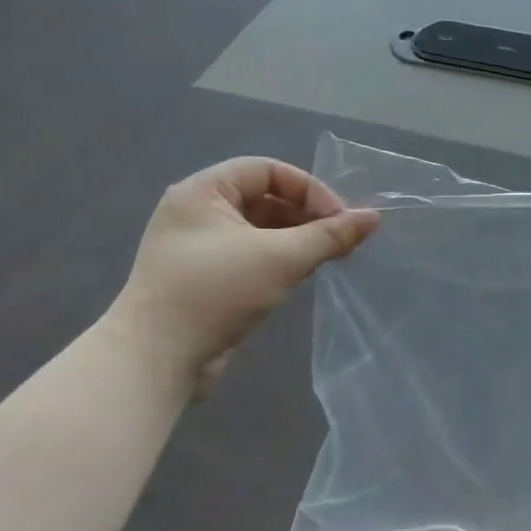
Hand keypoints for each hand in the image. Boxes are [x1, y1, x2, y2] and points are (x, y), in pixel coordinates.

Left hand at [104, 158, 377, 390]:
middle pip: (264, 198)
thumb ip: (329, 236)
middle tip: (342, 240)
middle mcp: (196, 212)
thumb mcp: (281, 259)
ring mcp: (197, 247)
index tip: (341, 219)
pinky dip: (278, 259)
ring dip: (296, 238)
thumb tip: (374, 217)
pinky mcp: (203, 278)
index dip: (309, 189)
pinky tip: (301, 275)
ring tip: (329, 257)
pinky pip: (249, 255)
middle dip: (306, 215)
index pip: (267, 171)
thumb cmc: (216, 293)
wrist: (156, 359)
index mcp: (203, 191)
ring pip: (259, 229)